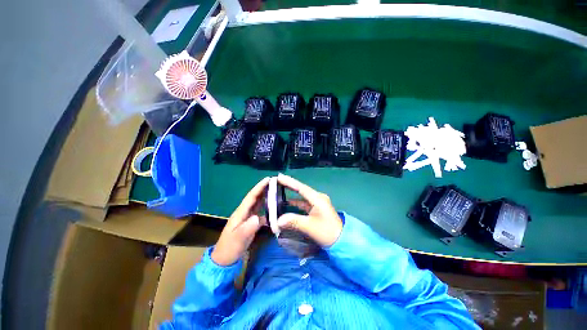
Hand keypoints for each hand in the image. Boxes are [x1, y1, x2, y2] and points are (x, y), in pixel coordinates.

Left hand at [211, 177, 269, 265]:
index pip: (251, 197)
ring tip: (277, 191)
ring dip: (266, 197)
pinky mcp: (251, 224)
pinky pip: (261, 213)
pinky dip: (267, 209)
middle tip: (276, 182)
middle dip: (264, 189)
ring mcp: (248, 218)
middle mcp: (245, 212)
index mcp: (240, 213)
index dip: (259, 187)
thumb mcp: (237, 239)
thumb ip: (247, 228)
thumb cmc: (229, 248)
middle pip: (255, 198)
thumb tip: (258, 218)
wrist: (224, 260)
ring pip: (258, 204)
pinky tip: (275, 209)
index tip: (268, 179)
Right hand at [276, 174, 342, 246]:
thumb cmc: (327, 232)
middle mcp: (318, 198)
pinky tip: (288, 204)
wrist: (342, 241)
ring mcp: (318, 204)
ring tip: (280, 192)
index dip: (289, 182)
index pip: (301, 188)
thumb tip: (277, 221)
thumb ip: (293, 221)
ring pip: (302, 197)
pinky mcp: (317, 209)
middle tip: (278, 181)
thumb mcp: (310, 226)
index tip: (279, 177)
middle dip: (290, 186)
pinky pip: (304, 204)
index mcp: (318, 198)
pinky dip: (296, 204)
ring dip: (292, 195)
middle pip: (301, 190)